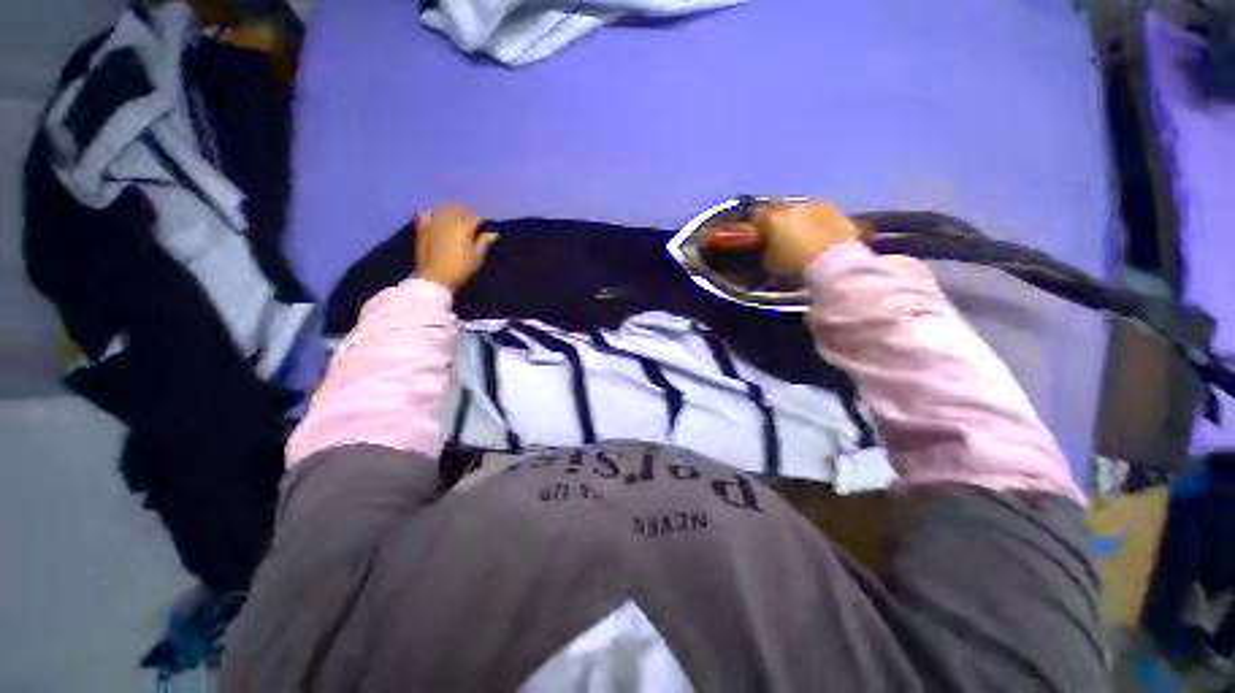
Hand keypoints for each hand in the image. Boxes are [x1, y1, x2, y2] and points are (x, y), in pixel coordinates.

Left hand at [415, 204, 498, 291]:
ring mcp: (433, 222)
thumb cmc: (460, 268)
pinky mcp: (422, 228)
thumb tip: (493, 233)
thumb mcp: (477, 257)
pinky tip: (435, 216)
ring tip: (456, 215)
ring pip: (442, 208)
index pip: (476, 217)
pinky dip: (432, 213)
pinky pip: (426, 214)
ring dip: (451, 209)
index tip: (489, 224)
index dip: (483, 219)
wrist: (435, 277)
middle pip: (458, 208)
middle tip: (474, 218)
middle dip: (467, 211)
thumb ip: (484, 242)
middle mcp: (447, 220)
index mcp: (463, 226)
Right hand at [714, 200, 861, 276]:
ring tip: (805, 238)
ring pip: (805, 211)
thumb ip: (765, 250)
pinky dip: (821, 225)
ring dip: (802, 221)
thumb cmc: (794, 262)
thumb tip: (766, 247)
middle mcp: (795, 206)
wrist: (832, 261)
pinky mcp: (839, 212)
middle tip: (783, 236)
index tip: (760, 234)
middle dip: (782, 220)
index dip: (758, 225)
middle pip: (783, 210)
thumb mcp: (770, 262)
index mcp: (774, 217)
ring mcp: (819, 206)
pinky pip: (824, 217)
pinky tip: (822, 239)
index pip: (758, 214)